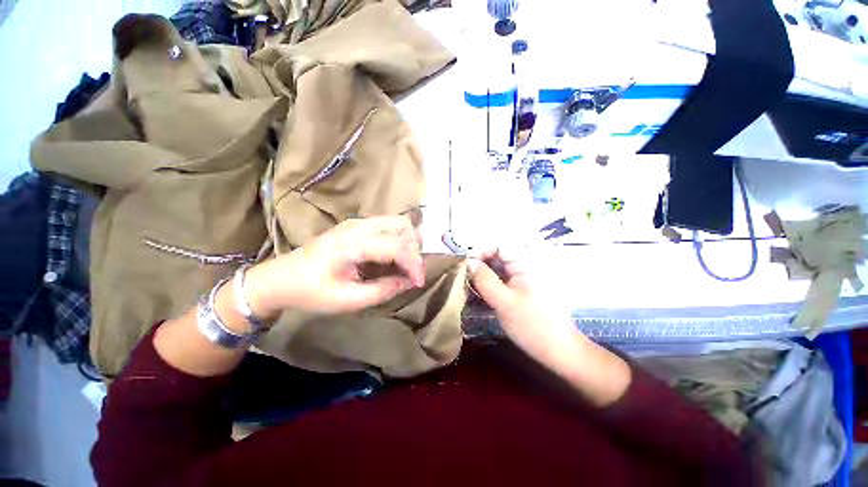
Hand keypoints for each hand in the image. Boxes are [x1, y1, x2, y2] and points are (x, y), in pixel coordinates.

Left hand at [246, 216, 424, 317]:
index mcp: (354, 244)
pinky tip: (392, 256)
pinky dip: (398, 239)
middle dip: (414, 249)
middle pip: (402, 225)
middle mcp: (358, 226)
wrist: (280, 278)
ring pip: (397, 222)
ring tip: (405, 264)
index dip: (414, 264)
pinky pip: (388, 225)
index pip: (397, 247)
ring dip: (407, 241)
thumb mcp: (347, 300)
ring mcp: (357, 222)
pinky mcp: (356, 225)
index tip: (419, 283)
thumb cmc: (310, 291)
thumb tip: (410, 282)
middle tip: (411, 272)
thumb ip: (383, 290)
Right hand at [468, 249, 578, 366]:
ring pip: (497, 269)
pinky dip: (488, 284)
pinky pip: (501, 280)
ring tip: (467, 285)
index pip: (499, 246)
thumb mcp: (503, 301)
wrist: (557, 350)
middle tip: (463, 276)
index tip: (465, 264)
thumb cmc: (532, 325)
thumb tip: (468, 262)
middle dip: (479, 264)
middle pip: (497, 256)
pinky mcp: (520, 290)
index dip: (481, 251)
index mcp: (525, 264)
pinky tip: (478, 293)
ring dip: (482, 275)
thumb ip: (484, 279)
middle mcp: (524, 266)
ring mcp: (523, 278)